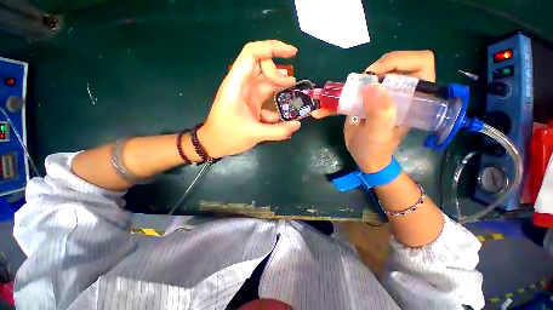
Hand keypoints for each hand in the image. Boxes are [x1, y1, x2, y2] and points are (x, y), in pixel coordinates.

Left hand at [198, 40, 300, 157]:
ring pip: (267, 84)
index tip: (292, 53)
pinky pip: (266, 99)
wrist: (214, 144)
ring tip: (293, 98)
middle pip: (263, 67)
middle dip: (279, 74)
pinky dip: (276, 106)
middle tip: (292, 86)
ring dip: (280, 89)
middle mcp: (243, 86)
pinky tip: (284, 117)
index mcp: (237, 85)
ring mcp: (247, 95)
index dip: (272, 48)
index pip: (253, 54)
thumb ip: (278, 131)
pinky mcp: (251, 105)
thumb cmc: (228, 136)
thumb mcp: (254, 134)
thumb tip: (298, 125)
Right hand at [312, 50, 434, 172]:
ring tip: (334, 98)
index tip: (376, 75)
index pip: (420, 63)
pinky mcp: (365, 102)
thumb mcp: (379, 134)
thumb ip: (380, 113)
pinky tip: (322, 110)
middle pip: (391, 65)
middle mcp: (399, 93)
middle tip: (356, 86)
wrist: (365, 158)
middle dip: (371, 72)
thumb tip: (373, 86)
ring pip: (368, 78)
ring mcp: (380, 97)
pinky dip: (335, 101)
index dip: (399, 61)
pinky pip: (351, 95)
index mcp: (413, 97)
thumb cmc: (376, 149)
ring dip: (348, 86)